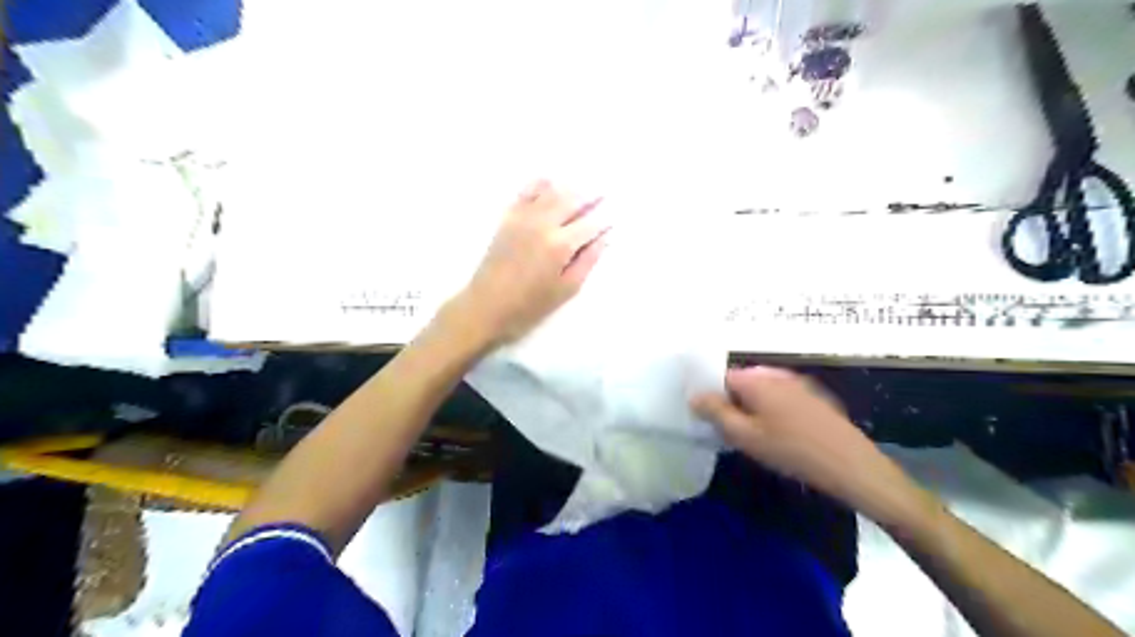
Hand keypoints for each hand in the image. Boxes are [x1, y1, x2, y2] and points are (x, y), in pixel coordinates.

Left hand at [453, 180, 612, 346]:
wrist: (486, 305)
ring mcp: (524, 216)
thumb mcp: (566, 290)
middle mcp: (544, 224)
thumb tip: (604, 238)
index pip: (591, 223)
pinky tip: (553, 183)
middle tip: (607, 191)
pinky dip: (543, 184)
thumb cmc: (529, 305)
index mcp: (560, 245)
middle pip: (574, 199)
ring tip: (586, 185)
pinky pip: (528, 191)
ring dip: (572, 187)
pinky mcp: (508, 216)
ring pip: (553, 191)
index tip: (617, 214)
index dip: (606, 218)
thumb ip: (587, 261)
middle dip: (593, 195)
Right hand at [697, 365, 934, 523]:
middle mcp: (775, 373)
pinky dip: (773, 410)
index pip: (721, 376)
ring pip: (762, 391)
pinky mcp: (814, 397)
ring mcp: (798, 383)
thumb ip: (715, 413)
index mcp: (755, 378)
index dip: (711, 396)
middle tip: (732, 432)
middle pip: (742, 382)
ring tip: (756, 437)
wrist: (851, 465)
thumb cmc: (791, 450)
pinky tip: (782, 436)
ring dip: (753, 408)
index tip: (710, 419)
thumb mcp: (745, 436)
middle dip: (732, 402)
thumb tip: (694, 395)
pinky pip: (782, 397)